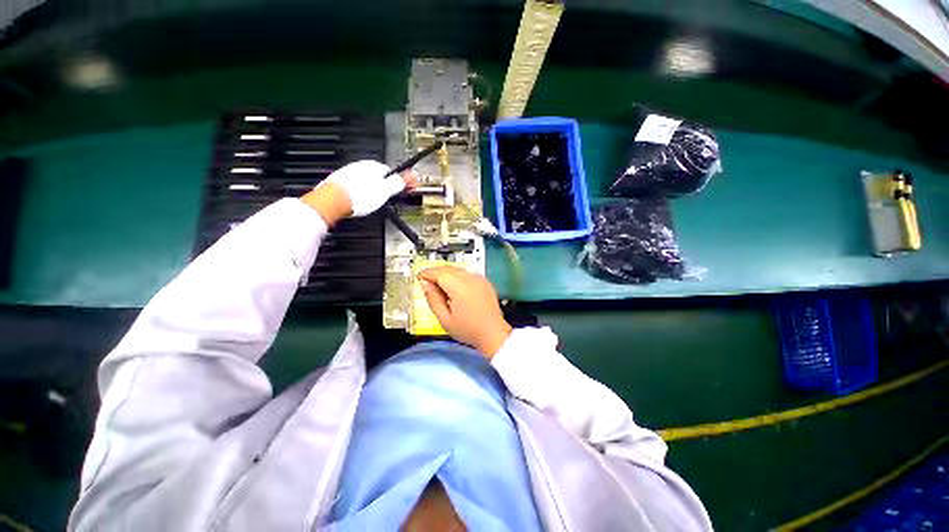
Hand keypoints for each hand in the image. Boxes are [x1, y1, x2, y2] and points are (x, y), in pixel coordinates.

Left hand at [301, 160, 415, 224]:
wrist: (332, 201)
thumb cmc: (359, 196)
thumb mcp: (385, 191)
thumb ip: (398, 182)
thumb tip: (409, 176)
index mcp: (373, 166)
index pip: (391, 172)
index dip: (398, 183)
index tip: (402, 191)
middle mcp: (360, 166)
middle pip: (378, 176)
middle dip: (384, 187)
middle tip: (388, 199)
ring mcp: (348, 173)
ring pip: (366, 181)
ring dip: (372, 190)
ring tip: (374, 203)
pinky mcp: (340, 183)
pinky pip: (355, 187)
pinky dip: (360, 193)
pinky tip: (360, 202)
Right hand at [418, 267, 512, 358]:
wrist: (493, 333)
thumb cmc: (469, 330)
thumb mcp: (444, 319)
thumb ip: (433, 299)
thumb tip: (425, 285)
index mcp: (459, 287)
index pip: (439, 273)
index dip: (427, 273)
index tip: (420, 277)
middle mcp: (470, 279)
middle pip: (448, 268)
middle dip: (435, 272)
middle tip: (427, 281)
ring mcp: (479, 279)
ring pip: (458, 269)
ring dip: (446, 273)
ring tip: (439, 285)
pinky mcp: (484, 282)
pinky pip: (467, 273)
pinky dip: (457, 276)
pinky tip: (454, 287)